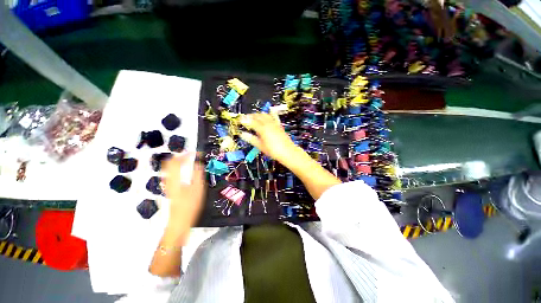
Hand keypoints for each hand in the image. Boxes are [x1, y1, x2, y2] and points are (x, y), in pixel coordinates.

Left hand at [163, 153, 204, 238]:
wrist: (179, 221)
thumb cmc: (190, 206)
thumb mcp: (198, 189)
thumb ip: (197, 174)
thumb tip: (197, 163)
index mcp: (175, 179)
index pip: (178, 161)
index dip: (188, 154)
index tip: (197, 153)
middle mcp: (168, 179)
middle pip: (170, 162)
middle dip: (181, 156)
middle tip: (192, 155)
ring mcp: (167, 184)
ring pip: (169, 167)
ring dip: (178, 161)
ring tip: (189, 160)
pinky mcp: (169, 188)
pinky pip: (170, 173)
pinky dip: (177, 168)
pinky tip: (185, 171)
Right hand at [239, 113, 298, 165]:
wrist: (288, 152)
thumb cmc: (273, 151)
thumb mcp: (260, 146)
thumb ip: (251, 139)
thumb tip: (243, 134)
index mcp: (262, 129)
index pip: (251, 122)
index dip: (245, 120)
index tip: (240, 119)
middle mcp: (268, 124)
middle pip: (258, 116)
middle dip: (251, 116)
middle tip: (246, 118)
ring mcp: (274, 124)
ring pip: (265, 115)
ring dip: (258, 114)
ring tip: (254, 116)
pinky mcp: (279, 125)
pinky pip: (273, 117)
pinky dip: (269, 114)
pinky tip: (269, 112)